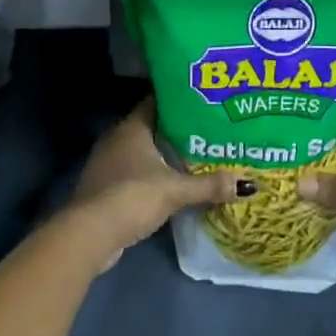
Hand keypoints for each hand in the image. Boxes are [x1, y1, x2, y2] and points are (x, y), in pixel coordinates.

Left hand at [66, 99, 240, 269]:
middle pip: (152, 127)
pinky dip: (153, 176)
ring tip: (195, 157)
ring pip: (143, 152)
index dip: (179, 101)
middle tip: (207, 131)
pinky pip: (135, 173)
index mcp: (131, 128)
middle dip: (177, 131)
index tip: (203, 102)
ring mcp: (108, 164)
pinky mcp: (106, 187)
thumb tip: (245, 184)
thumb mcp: (175, 190)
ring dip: (164, 156)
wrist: (90, 234)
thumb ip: (209, 185)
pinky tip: (172, 184)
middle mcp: (117, 139)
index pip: (157, 102)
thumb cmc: (132, 197)